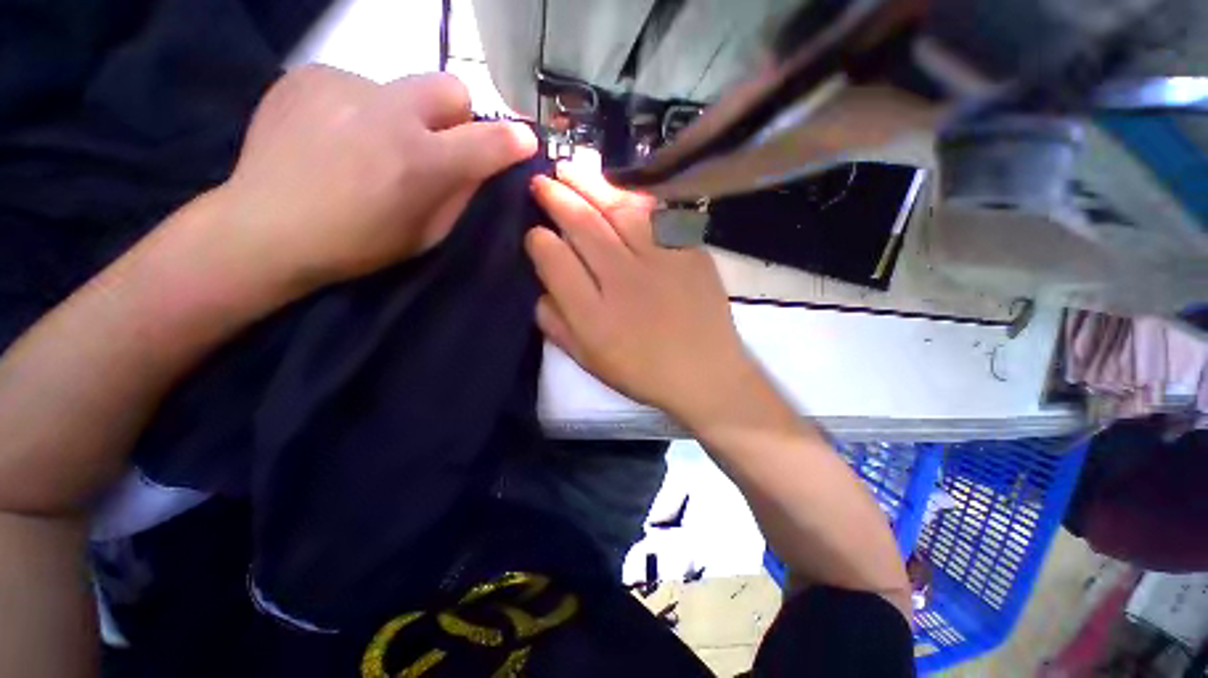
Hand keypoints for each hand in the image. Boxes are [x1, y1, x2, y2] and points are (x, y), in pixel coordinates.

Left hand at [203, 65, 536, 297]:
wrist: (263, 228)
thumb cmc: (357, 244)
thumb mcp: (425, 235)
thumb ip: (458, 194)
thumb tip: (476, 164)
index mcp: (420, 163)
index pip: (487, 141)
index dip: (513, 140)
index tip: (525, 140)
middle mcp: (388, 113)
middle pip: (449, 86)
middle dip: (456, 115)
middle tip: (435, 143)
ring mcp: (344, 86)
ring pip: (400, 89)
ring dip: (400, 116)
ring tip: (366, 148)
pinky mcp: (309, 75)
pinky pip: (358, 86)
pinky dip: (359, 110)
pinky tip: (334, 137)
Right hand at [526, 155, 757, 424]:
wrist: (706, 373)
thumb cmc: (643, 372)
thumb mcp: (589, 361)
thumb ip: (557, 325)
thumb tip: (539, 288)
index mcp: (594, 315)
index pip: (554, 260)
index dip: (538, 240)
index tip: (534, 233)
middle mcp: (623, 281)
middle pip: (583, 225)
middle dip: (556, 198)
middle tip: (541, 182)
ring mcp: (659, 261)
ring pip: (617, 210)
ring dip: (589, 184)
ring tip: (569, 169)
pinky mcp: (688, 251)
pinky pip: (656, 213)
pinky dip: (632, 194)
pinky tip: (616, 186)